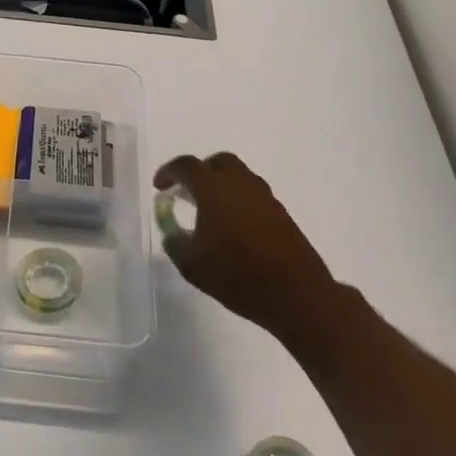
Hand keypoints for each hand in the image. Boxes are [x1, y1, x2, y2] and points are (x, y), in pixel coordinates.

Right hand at [153, 153, 335, 337]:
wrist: (296, 293)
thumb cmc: (236, 274)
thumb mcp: (192, 264)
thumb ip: (175, 243)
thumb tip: (172, 233)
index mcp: (213, 188)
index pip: (186, 166)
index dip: (168, 172)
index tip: (159, 186)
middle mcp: (240, 183)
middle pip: (218, 162)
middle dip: (200, 171)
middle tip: (188, 192)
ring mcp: (264, 196)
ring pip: (239, 176)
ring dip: (222, 185)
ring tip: (211, 211)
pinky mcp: (281, 213)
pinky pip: (253, 195)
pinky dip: (239, 201)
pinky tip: (234, 227)